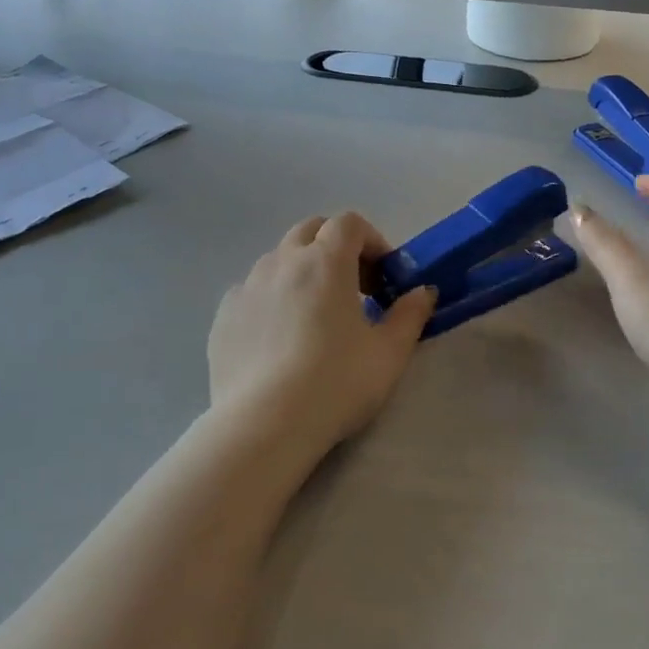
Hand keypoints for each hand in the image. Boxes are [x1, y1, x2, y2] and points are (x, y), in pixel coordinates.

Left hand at [207, 212, 435, 454]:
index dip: (371, 241)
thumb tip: (424, 292)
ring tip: (314, 316)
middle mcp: (283, 261)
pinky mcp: (224, 315)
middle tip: (353, 289)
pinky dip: (272, 299)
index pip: (349, 223)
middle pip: (311, 230)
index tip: (383, 277)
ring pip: (279, 259)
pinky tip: (279, 339)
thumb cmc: (335, 382)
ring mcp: (248, 285)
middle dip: (335, 248)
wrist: (263, 425)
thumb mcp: (389, 353)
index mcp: (325, 260)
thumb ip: (410, 314)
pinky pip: (252, 291)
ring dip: (302, 272)